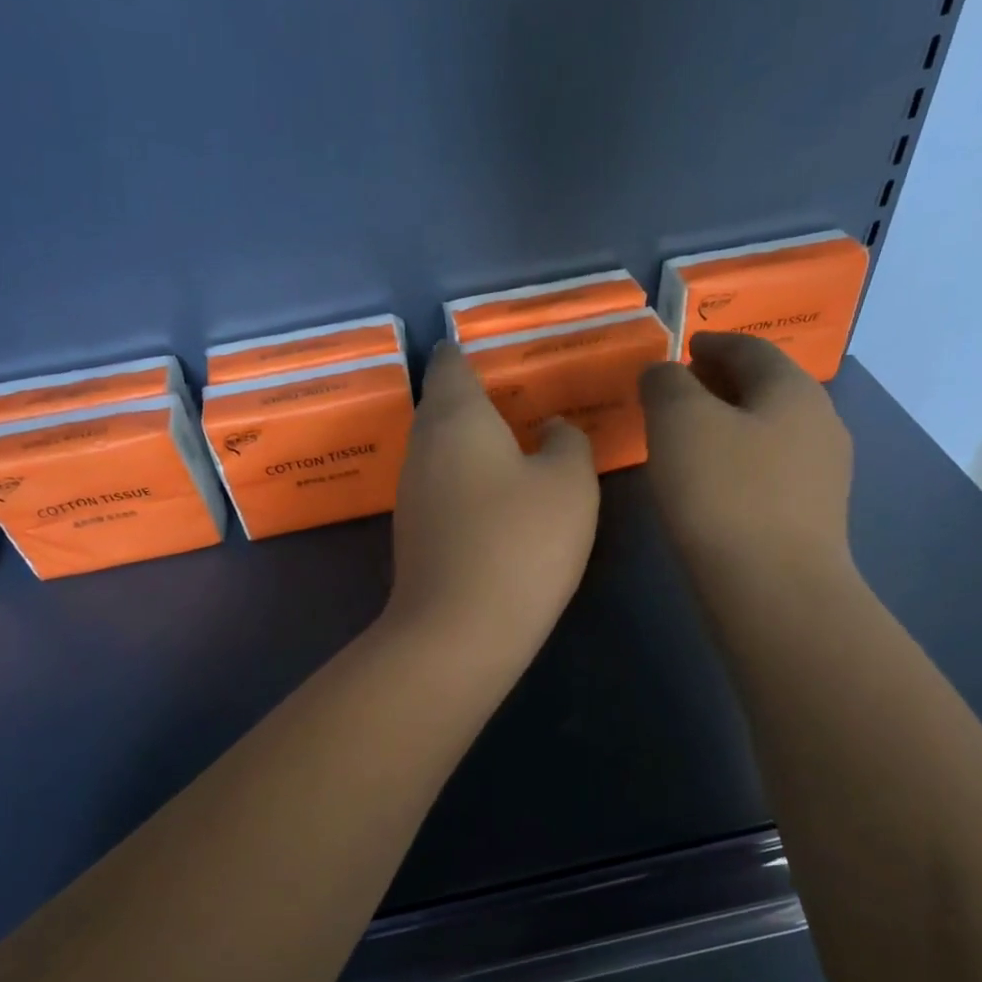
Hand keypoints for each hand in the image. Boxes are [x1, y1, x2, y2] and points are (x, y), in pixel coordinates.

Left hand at [385, 341, 599, 659]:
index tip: (498, 352)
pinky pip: (443, 486)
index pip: (451, 363)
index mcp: (455, 416)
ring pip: (441, 449)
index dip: (469, 351)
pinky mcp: (415, 533)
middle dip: (476, 398)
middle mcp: (422, 446)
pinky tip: (497, 496)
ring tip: (517, 443)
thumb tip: (551, 429)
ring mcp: (412, 493)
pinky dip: (467, 480)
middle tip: (522, 399)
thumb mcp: (569, 483)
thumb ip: (567, 441)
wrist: (460, 630)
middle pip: (443, 406)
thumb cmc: (520, 541)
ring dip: (472, 443)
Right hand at [639, 332, 853, 578]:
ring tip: (688, 437)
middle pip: (765, 388)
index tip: (683, 348)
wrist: (774, 589)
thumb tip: (664, 373)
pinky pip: (769, 469)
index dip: (713, 343)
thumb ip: (666, 383)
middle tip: (679, 391)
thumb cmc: (723, 493)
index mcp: (792, 389)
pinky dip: (738, 460)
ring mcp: (823, 474)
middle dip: (721, 383)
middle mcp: (819, 423)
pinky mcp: (812, 517)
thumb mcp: (679, 422)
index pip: (751, 349)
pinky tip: (711, 482)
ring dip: (729, 424)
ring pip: (768, 431)